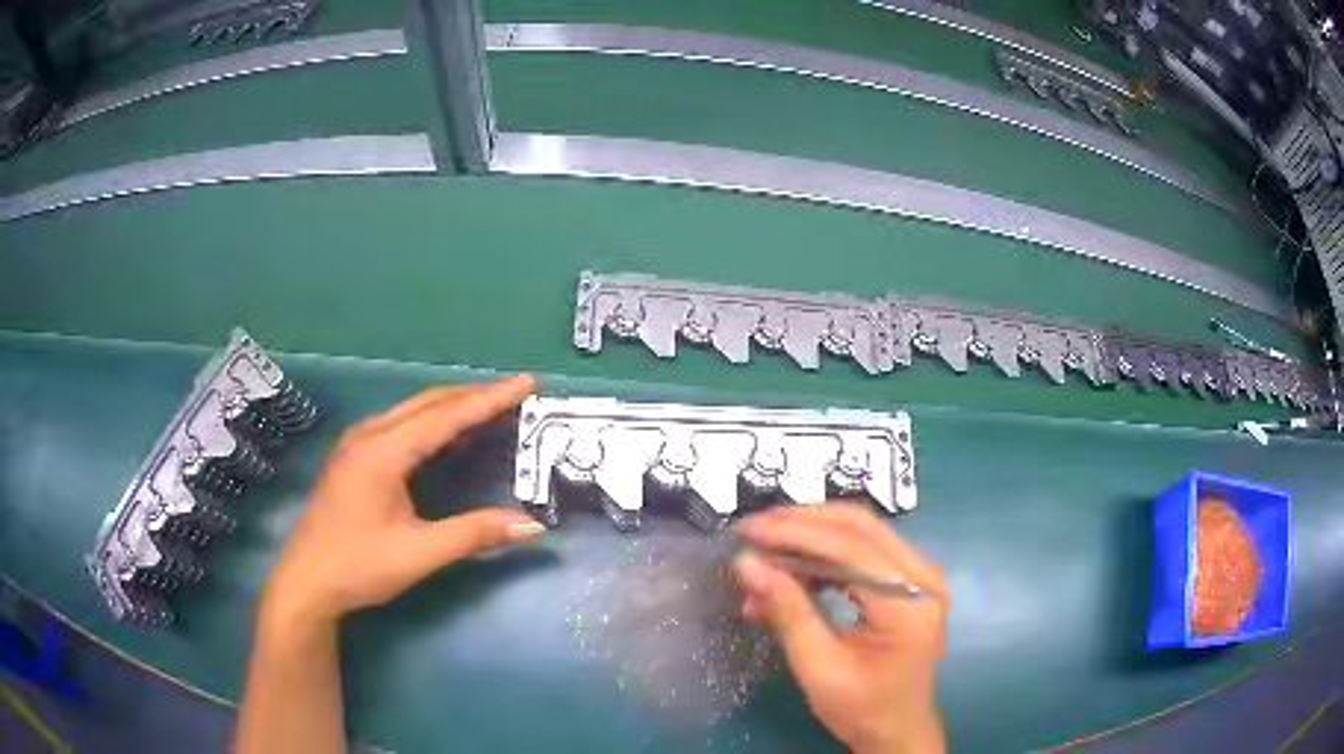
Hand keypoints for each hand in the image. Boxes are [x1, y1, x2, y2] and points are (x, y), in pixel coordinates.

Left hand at [258, 375, 545, 631]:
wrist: (307, 583)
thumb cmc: (359, 566)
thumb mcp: (420, 553)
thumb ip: (475, 534)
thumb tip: (533, 527)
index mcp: (383, 451)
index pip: (445, 415)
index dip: (489, 399)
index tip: (527, 383)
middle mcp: (368, 435)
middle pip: (428, 403)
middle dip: (474, 396)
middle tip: (516, 396)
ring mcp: (357, 444)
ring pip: (412, 412)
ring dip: (452, 408)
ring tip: (491, 411)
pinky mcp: (353, 458)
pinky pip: (400, 426)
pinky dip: (432, 424)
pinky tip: (448, 440)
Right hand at [734, 504, 948, 753]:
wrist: (896, 729)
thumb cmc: (861, 708)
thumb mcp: (818, 667)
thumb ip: (787, 611)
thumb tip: (746, 563)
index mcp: (909, 603)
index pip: (851, 547)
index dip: (795, 533)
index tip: (747, 533)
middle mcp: (923, 577)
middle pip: (859, 526)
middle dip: (800, 523)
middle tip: (751, 532)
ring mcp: (918, 575)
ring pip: (859, 532)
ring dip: (808, 538)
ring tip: (762, 557)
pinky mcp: (906, 581)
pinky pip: (861, 552)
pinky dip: (821, 557)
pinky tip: (788, 575)